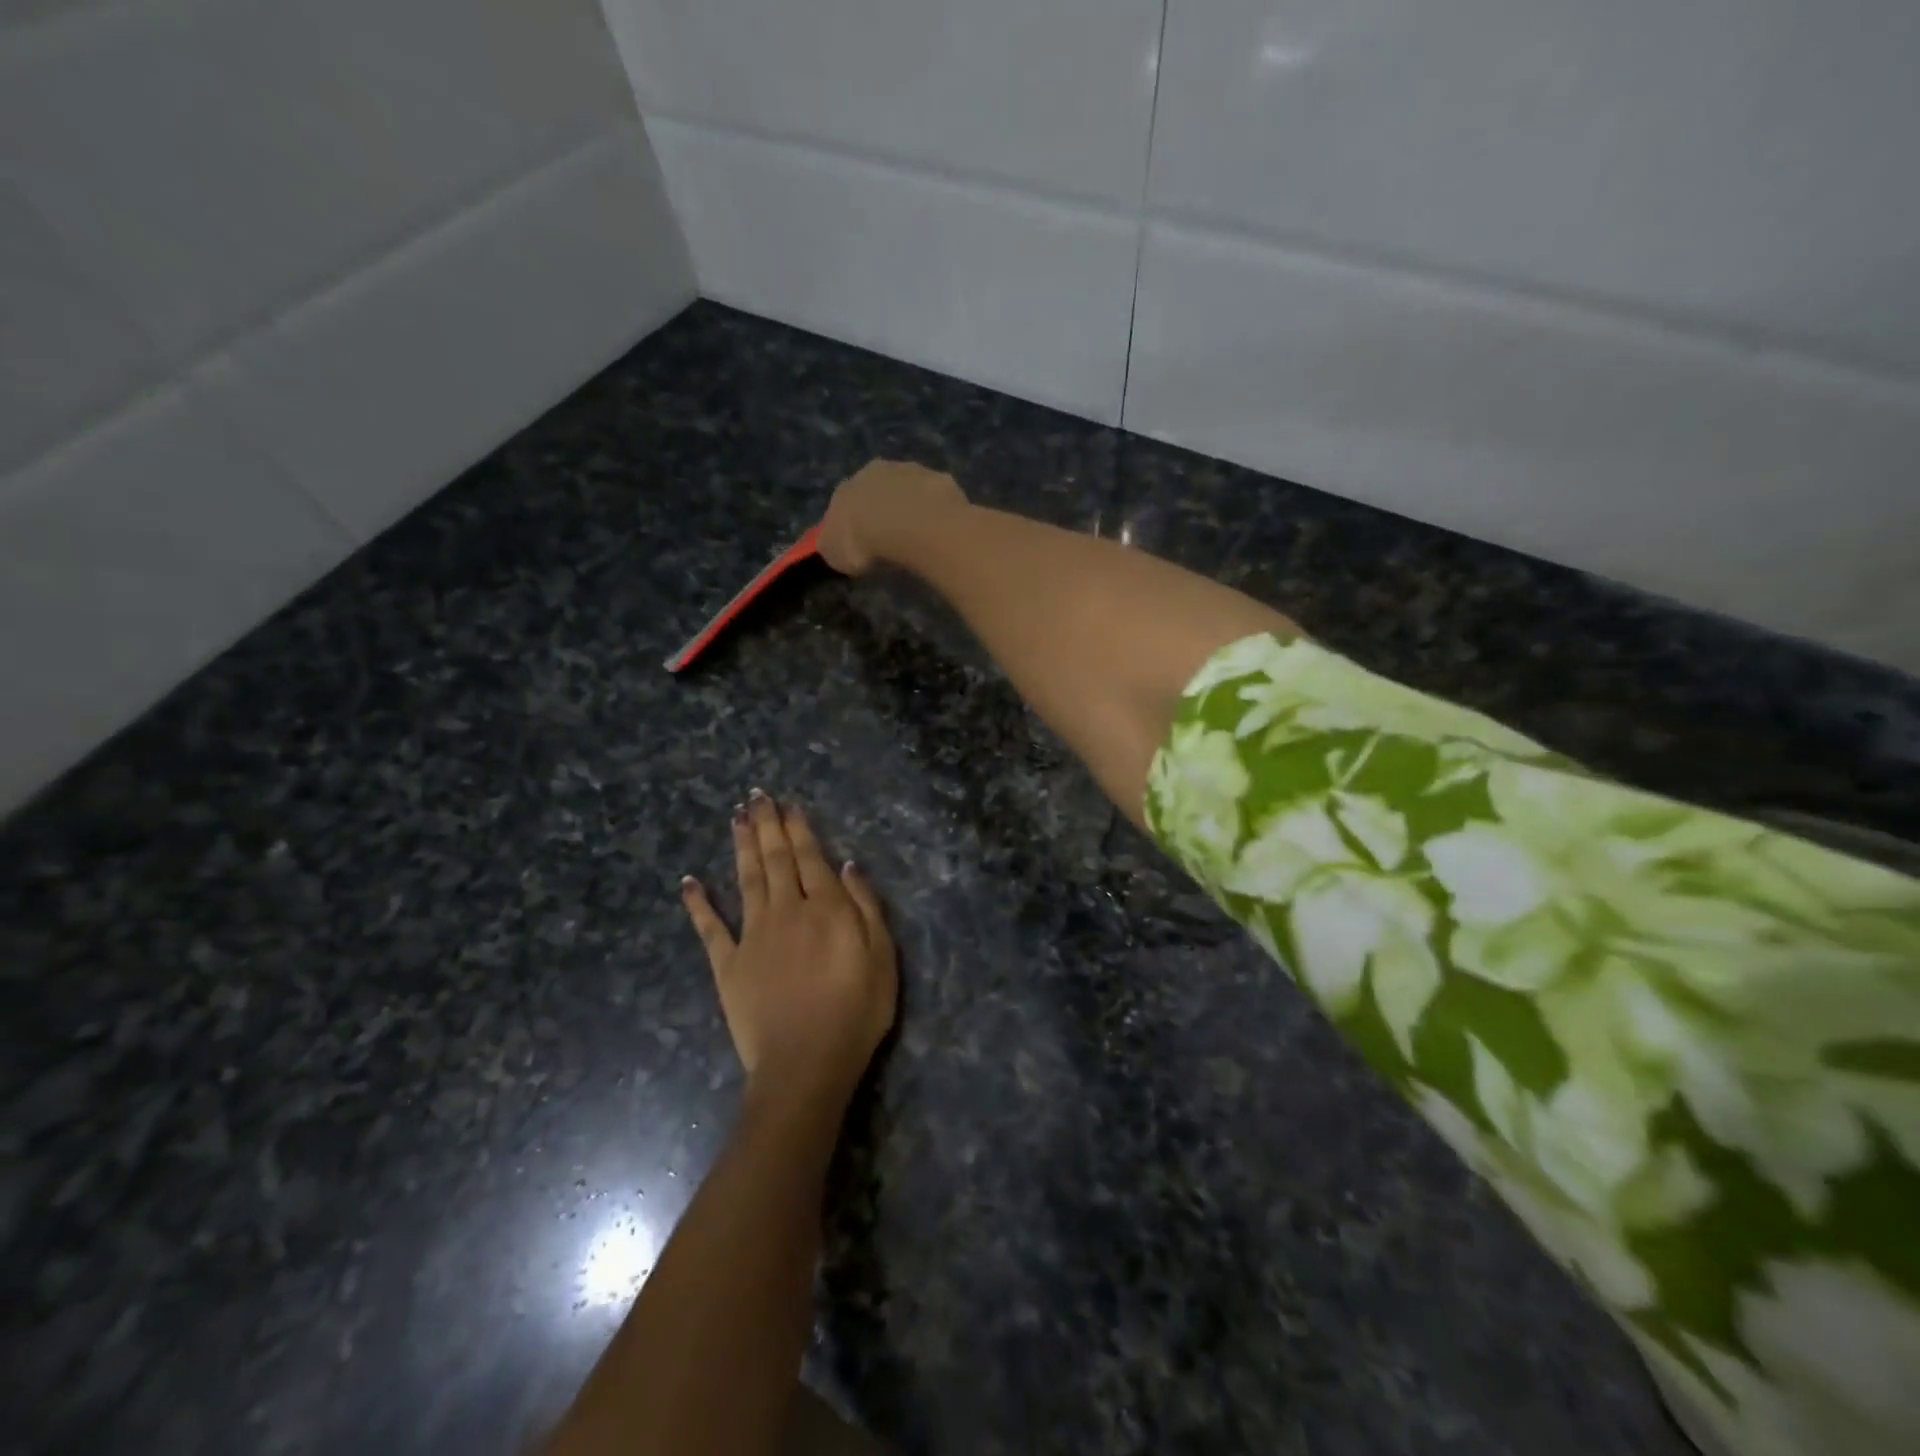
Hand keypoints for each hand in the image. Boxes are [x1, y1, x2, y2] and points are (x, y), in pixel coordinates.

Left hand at [681, 791, 896, 1107]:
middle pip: (775, 859)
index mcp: (825, 908)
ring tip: (736, 818)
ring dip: (741, 846)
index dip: (798, 828)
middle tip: (756, 796)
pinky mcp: (728, 965)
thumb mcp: (882, 958)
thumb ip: (866, 907)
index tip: (787, 804)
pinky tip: (688, 882)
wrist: (805, 1065)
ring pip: (745, 880)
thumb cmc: (855, 1013)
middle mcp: (786, 911)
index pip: (810, 857)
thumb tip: (847, 865)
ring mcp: (752, 936)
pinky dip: (698, 904)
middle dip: (767, 825)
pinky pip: (710, 928)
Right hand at [817, 459, 967, 575]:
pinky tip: (939, 532)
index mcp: (846, 487)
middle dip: (883, 510)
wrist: (910, 524)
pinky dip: (936, 512)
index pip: (844, 503)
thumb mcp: (836, 554)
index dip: (853, 524)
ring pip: (908, 490)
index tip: (862, 544)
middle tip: (891, 539)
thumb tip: (834, 544)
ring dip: (911, 508)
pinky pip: (935, 499)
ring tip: (918, 537)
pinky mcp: (940, 479)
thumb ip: (834, 545)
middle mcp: (876, 471)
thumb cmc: (865, 542)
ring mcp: (911, 471)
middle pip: (877, 491)